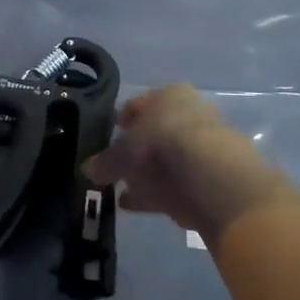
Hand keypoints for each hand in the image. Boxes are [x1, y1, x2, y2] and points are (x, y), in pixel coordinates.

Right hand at [83, 85, 299, 244]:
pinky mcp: (213, 178)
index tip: (110, 134)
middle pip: (157, 132)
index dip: (123, 119)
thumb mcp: (123, 152)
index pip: (140, 103)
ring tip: (122, 192)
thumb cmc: (161, 143)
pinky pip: (177, 185)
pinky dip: (156, 194)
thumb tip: (87, 169)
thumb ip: (105, 161)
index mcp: (169, 95)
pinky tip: (136, 205)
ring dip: (146, 176)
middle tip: (117, 166)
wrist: (213, 174)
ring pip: (168, 161)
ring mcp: (206, 146)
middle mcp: (190, 114)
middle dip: (137, 150)